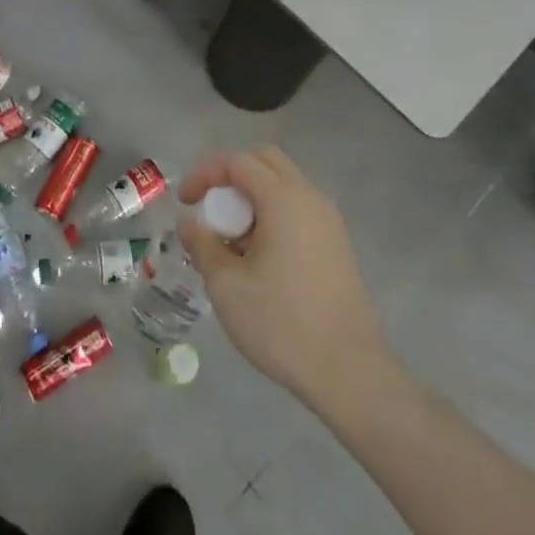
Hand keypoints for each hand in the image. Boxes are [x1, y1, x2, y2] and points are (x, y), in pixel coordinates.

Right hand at [178, 145, 388, 405]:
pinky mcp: (338, 244)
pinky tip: (261, 258)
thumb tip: (189, 224)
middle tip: (211, 209)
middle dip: (231, 176)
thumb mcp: (227, 286)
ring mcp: (329, 221)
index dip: (205, 173)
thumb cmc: (281, 323)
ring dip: (253, 197)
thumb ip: (203, 245)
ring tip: (233, 240)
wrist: (349, 372)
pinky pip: (299, 209)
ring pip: (283, 185)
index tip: (186, 203)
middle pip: (265, 161)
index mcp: (283, 198)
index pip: (237, 161)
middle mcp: (309, 198)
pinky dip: (273, 215)